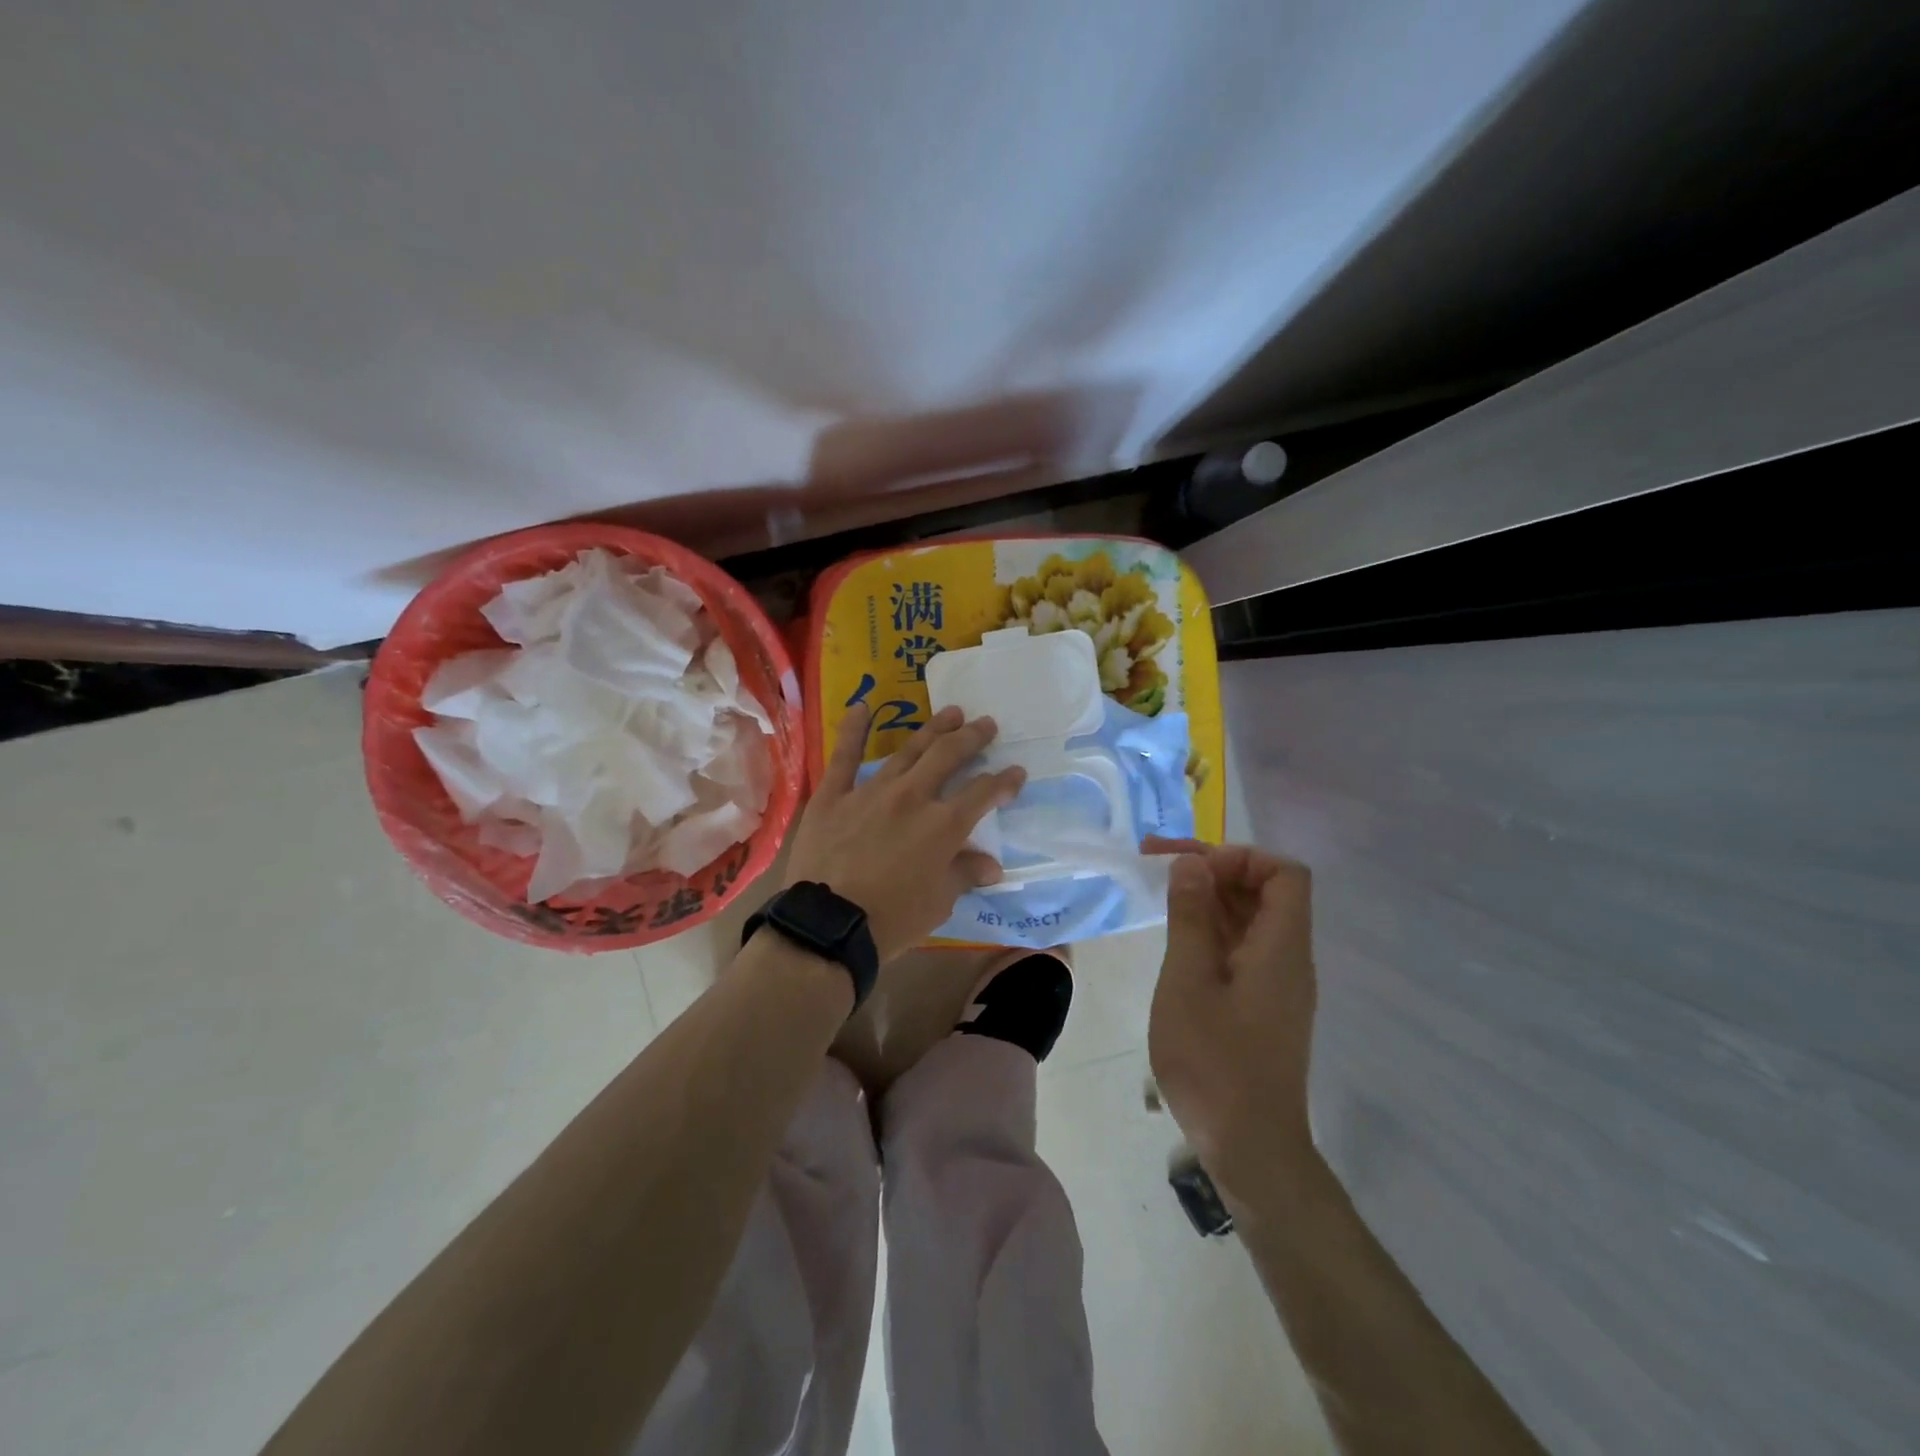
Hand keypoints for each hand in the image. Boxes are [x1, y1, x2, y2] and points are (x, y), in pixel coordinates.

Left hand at [784, 703, 1025, 961]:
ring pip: (908, 750)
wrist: (829, 925)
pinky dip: (853, 729)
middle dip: (972, 737)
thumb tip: (992, 866)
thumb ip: (964, 874)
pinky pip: (844, 756)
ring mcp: (871, 791)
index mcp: (943, 825)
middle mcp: (912, 797)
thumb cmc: (892, 920)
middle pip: (948, 756)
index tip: (1017, 771)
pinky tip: (861, 705)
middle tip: (986, 724)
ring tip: (950, 712)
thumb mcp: (939, 903)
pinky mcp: (834, 795)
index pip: (983, 793)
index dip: (1004, 781)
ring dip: (932, 728)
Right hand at [1144, 837, 1318, 1200]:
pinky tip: (1177, 942)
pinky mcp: (1263, 1006)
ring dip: (1209, 900)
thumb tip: (1192, 864)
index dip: (1240, 857)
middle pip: (1265, 892)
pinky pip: (1243, 949)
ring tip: (1161, 897)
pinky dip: (1212, 932)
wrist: (1250, 1149)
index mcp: (1281, 947)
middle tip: (1158, 866)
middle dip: (1215, 870)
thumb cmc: (1215, 1063)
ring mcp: (1278, 984)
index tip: (1192, 867)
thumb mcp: (1188, 982)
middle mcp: (1288, 958)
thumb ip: (1190, 918)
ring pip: (1251, 920)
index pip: (1284, 873)